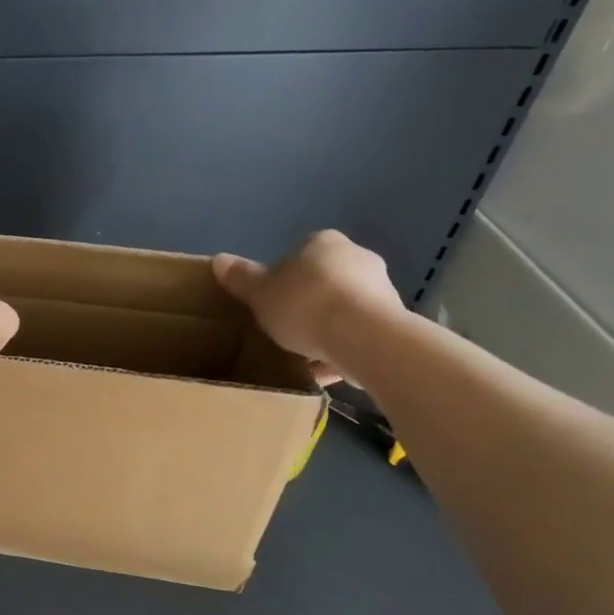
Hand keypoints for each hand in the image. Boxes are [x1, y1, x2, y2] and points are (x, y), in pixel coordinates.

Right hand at [212, 230, 407, 387]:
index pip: (298, 256)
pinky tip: (325, 371)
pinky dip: (343, 349)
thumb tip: (218, 260)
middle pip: (323, 282)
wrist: (362, 336)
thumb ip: (241, 278)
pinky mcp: (395, 321)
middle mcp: (358, 257)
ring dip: (327, 329)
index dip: (281, 281)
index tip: (271, 305)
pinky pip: (359, 334)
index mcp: (323, 243)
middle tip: (284, 330)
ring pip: (344, 309)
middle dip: (307, 304)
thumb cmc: (304, 305)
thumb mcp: (260, 294)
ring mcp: (382, 289)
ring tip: (304, 357)